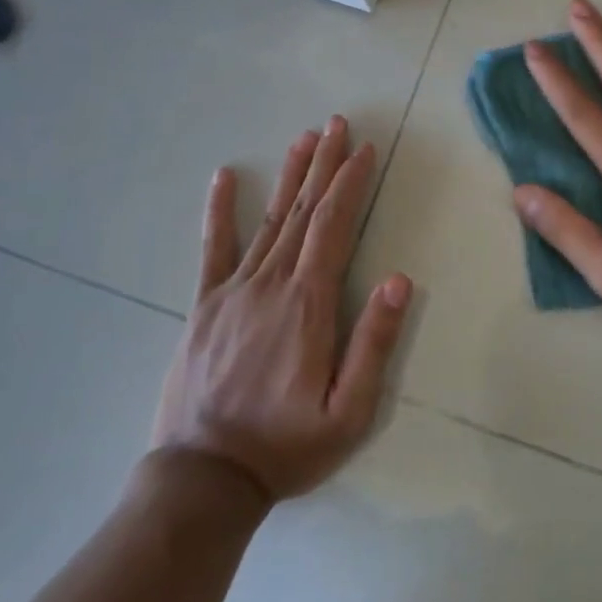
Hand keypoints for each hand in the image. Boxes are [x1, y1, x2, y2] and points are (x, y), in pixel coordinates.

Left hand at [152, 117, 410, 502]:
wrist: (203, 477)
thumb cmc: (285, 446)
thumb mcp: (347, 412)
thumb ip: (373, 344)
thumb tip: (398, 280)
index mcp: (308, 304)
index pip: (334, 226)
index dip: (351, 184)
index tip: (366, 149)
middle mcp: (271, 284)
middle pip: (303, 211)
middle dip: (324, 165)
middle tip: (338, 124)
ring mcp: (233, 290)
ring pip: (268, 220)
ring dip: (289, 176)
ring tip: (304, 138)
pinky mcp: (204, 305)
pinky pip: (212, 248)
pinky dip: (219, 210)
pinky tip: (223, 177)